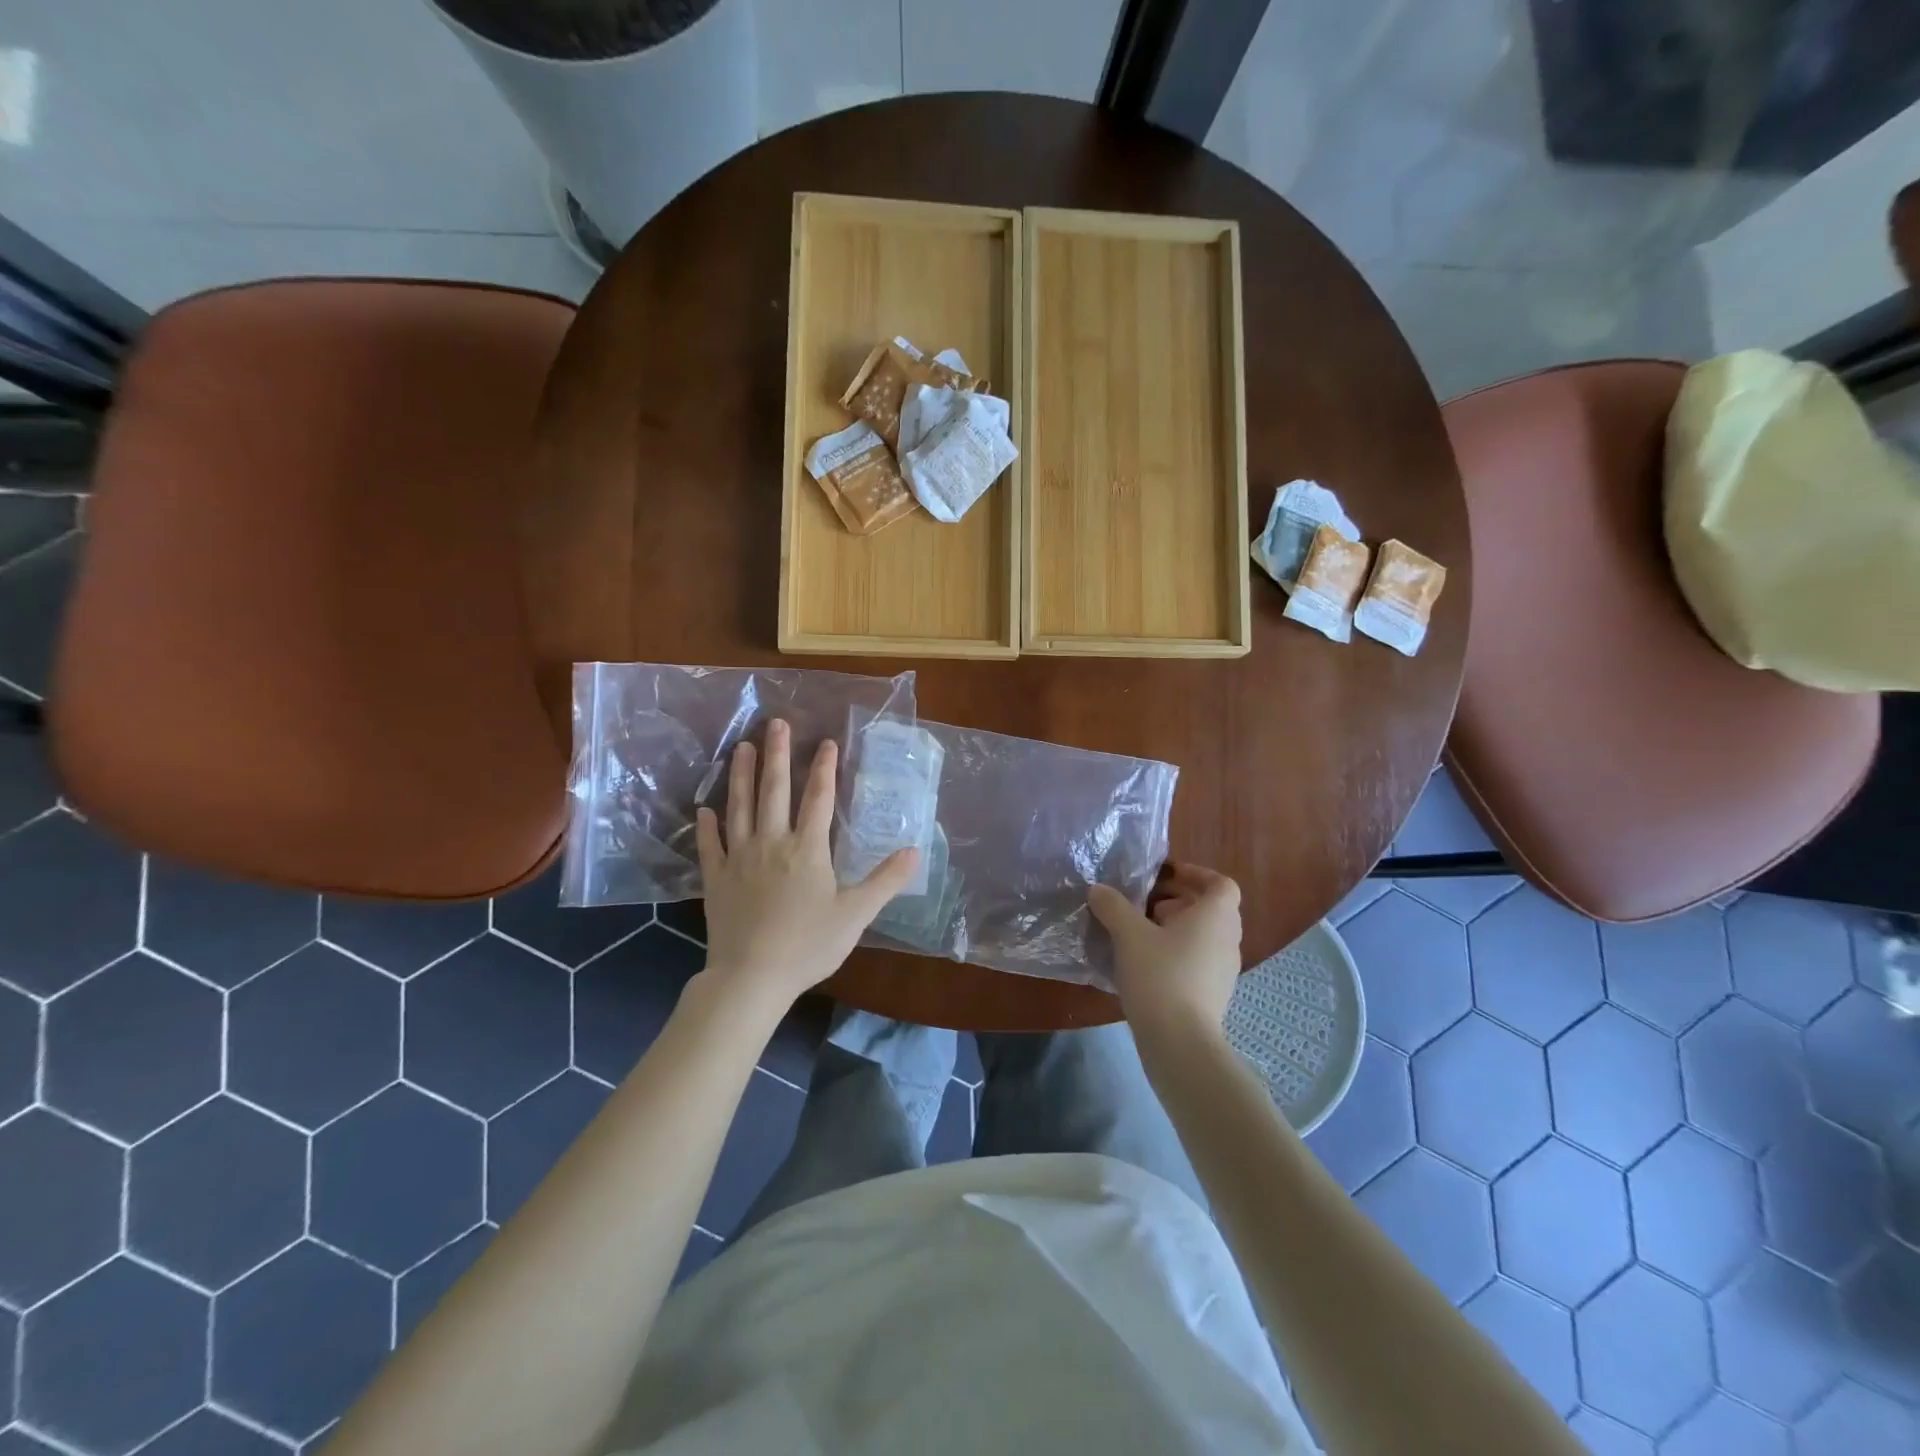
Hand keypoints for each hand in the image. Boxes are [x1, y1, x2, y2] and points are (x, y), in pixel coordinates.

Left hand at [696, 719, 919, 1008]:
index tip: (826, 742)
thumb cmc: (808, 945)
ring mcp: (739, 858)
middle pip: (774, 791)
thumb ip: (885, 880)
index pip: (818, 798)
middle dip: (777, 754)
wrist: (752, 977)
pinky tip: (704, 809)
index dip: (824, 768)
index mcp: (807, 849)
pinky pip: (709, 845)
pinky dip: (706, 826)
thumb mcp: (856, 914)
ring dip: (742, 775)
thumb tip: (915, 851)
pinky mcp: (716, 879)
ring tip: (742, 748)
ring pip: (740, 807)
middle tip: (775, 723)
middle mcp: (771, 843)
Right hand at [1088, 863, 1242, 1038]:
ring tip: (1141, 934)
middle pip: (1211, 909)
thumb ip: (1113, 907)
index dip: (1196, 874)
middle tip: (1146, 905)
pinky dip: (1178, 954)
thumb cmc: (1160, 975)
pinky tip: (1146, 965)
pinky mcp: (1215, 994)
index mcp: (1216, 917)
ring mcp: (1225, 970)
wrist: (1180, 1042)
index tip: (1166, 876)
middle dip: (1179, 901)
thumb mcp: (1129, 935)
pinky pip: (1199, 960)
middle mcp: (1228, 939)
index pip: (1221, 884)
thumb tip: (1098, 890)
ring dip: (1177, 928)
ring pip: (1204, 936)